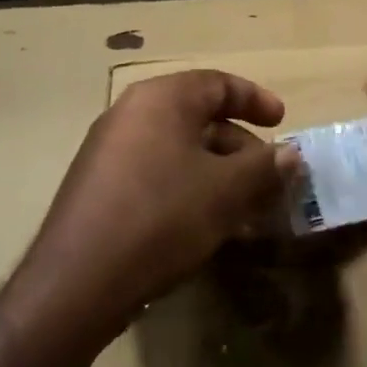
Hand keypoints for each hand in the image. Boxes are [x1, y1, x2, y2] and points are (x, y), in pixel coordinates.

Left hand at [23, 70, 298, 350]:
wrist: (76, 284)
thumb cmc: (160, 217)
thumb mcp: (225, 191)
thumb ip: (264, 167)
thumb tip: (290, 154)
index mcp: (161, 98)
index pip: (218, 83)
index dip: (256, 100)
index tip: (282, 123)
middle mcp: (131, 113)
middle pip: (199, 117)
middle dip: (241, 148)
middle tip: (269, 178)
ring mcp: (109, 150)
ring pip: (179, 150)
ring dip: (218, 173)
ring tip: (245, 209)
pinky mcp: (98, 187)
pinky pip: (155, 173)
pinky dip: (188, 188)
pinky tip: (206, 225)